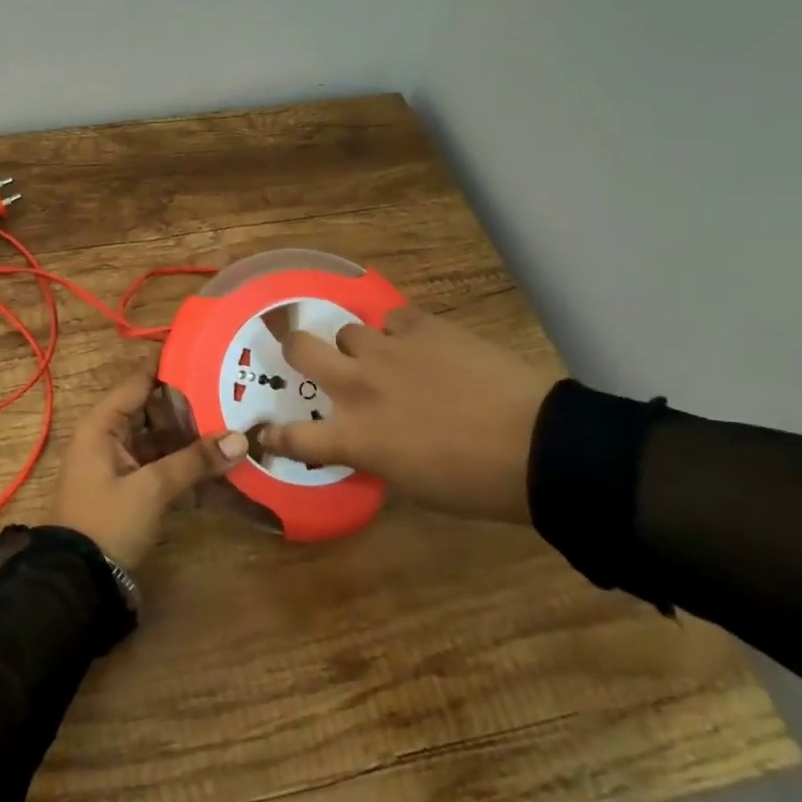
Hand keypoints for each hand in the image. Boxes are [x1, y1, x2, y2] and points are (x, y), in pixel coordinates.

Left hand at [50, 368, 248, 568]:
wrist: (75, 584)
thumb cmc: (106, 522)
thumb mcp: (151, 489)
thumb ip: (195, 460)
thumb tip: (241, 437)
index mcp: (104, 424)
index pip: (140, 380)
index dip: (172, 367)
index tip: (211, 356)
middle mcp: (111, 436)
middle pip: (155, 409)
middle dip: (192, 406)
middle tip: (234, 396)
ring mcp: (122, 464)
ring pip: (162, 439)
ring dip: (193, 439)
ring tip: (235, 429)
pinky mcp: (132, 489)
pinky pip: (163, 466)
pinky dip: (187, 467)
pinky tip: (221, 468)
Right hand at [257, 307, 554, 523]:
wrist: (535, 445)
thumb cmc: (474, 483)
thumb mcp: (411, 483)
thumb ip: (375, 454)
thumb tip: (368, 438)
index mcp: (355, 436)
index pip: (294, 436)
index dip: (274, 434)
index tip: (265, 432)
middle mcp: (359, 386)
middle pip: (300, 349)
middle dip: (296, 350)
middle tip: (308, 356)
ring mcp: (388, 351)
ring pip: (348, 331)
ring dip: (359, 346)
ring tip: (386, 357)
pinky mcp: (422, 326)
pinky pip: (393, 318)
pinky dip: (400, 332)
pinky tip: (420, 345)